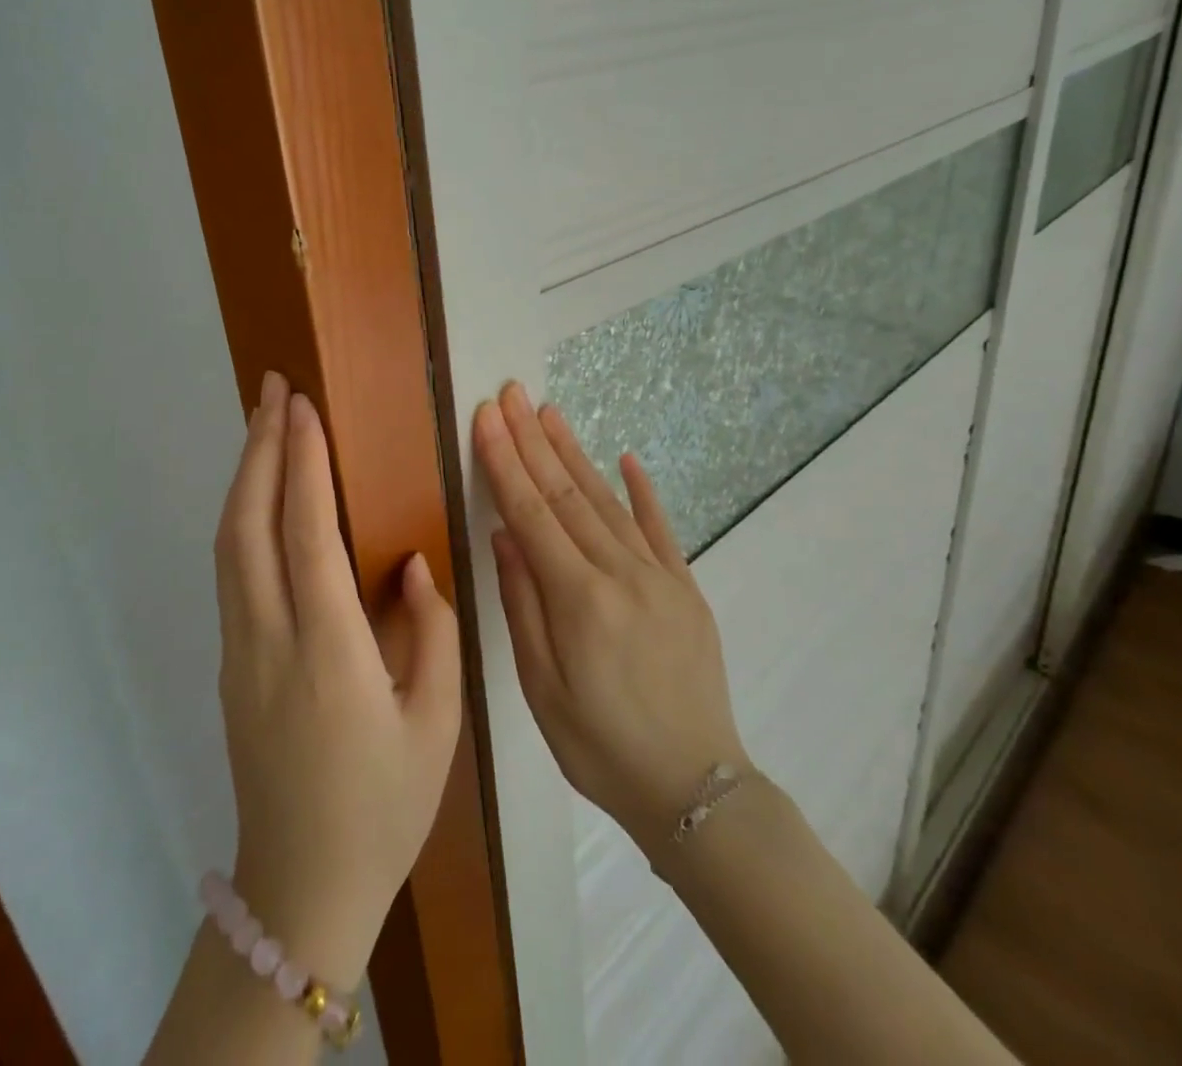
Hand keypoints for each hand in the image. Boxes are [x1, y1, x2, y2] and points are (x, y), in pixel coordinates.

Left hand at [214, 372, 462, 989]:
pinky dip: (242, 516)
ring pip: (228, 545)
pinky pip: (231, 572)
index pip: (307, 535)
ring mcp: (238, 652)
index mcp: (328, 654)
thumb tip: (408, 566)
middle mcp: (269, 641)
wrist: (301, 889)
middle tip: (274, 389)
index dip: (303, 464)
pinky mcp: (230, 663)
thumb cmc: (382, 807)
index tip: (305, 408)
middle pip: (248, 525)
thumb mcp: (436, 725)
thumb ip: (430, 633)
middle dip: (260, 448)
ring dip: (245, 476)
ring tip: (264, 423)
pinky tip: (262, 495)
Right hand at [474, 382, 749, 851]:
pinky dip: (641, 490)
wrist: (694, 789)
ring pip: (607, 501)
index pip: (531, 514)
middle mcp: (620, 573)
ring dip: (575, 453)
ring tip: (550, 412)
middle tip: (512, 393)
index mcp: (578, 600)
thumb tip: (504, 535)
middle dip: (533, 440)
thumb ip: (522, 604)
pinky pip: (661, 528)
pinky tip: (625, 458)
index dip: (506, 461)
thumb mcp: (541, 687)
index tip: (488, 417)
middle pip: (567, 494)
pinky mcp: (686, 587)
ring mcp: (659, 575)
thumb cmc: (599, 746)